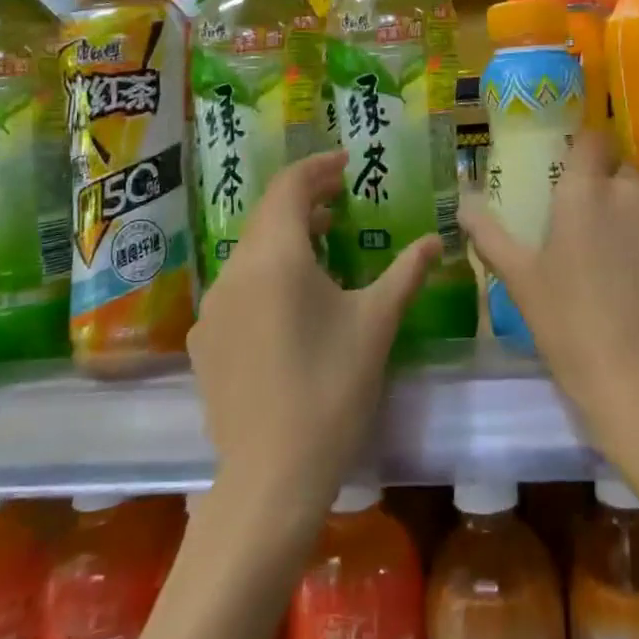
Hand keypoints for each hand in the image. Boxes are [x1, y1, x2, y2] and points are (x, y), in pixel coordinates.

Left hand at [189, 151, 437, 512]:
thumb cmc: (332, 388)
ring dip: (285, 237)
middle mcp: (234, 271)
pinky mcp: (204, 341)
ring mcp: (212, 308)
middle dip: (303, 199)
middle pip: (267, 216)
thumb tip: (435, 241)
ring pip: (250, 252)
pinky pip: (236, 288)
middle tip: (339, 199)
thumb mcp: (376, 324)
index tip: (346, 162)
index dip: (317, 167)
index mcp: (275, 257)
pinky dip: (265, 274)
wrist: (272, 476)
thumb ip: (406, 273)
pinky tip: (291, 301)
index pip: (289, 187)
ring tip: (321, 243)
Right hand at [459, 131, 638, 461]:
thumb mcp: (522, 282)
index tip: (581, 176)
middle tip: (605, 231)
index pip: (592, 139)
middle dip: (616, 189)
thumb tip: (463, 203)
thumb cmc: (572, 329)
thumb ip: (490, 235)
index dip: (587, 153)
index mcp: (585, 192)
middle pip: (627, 170)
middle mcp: (635, 190)